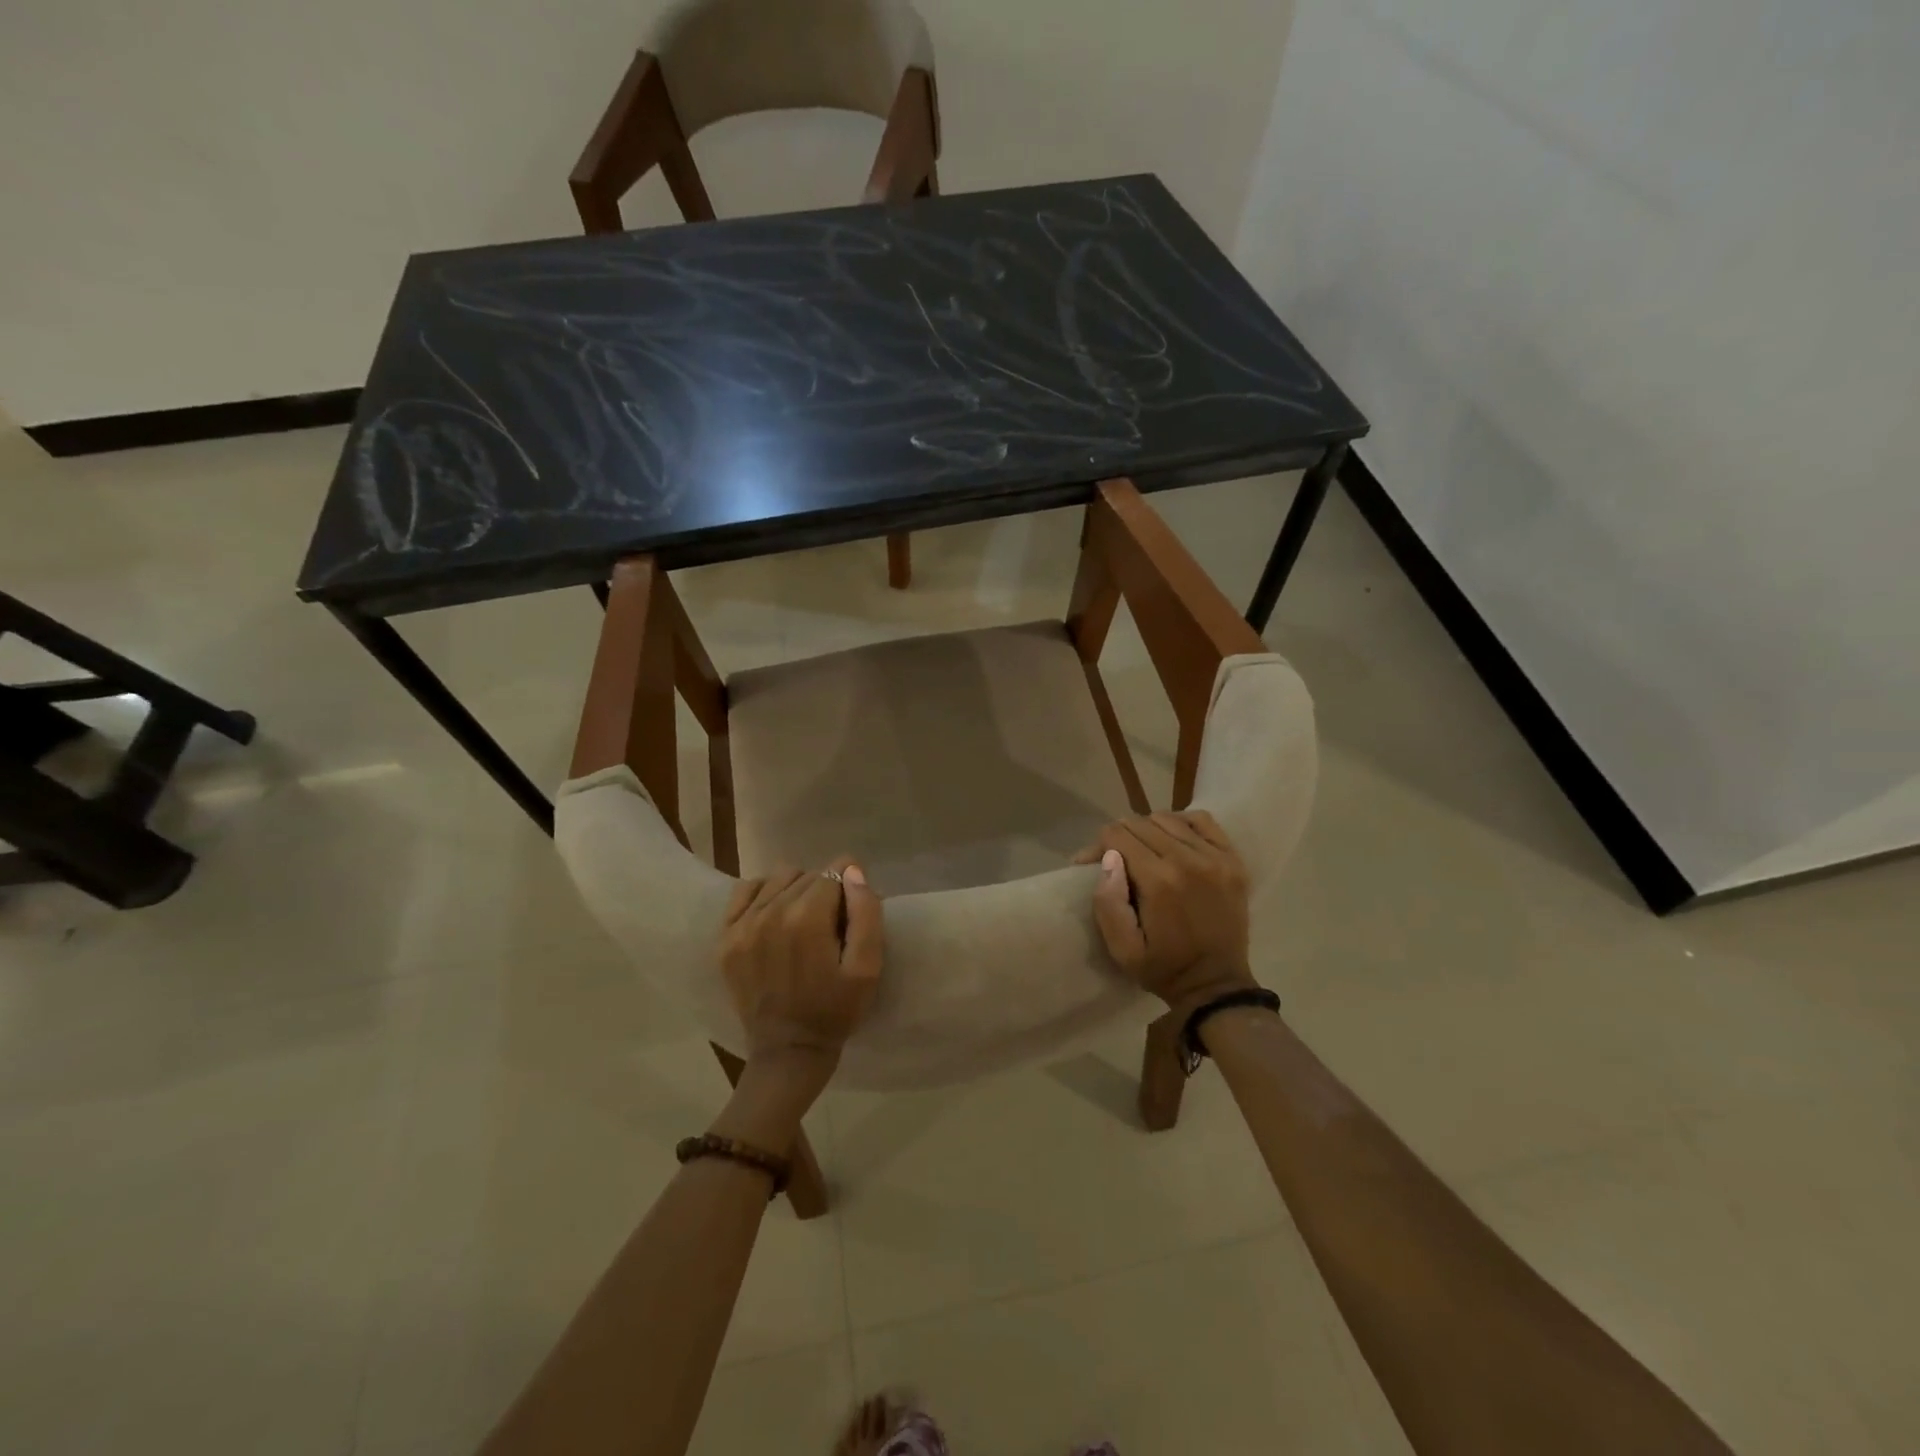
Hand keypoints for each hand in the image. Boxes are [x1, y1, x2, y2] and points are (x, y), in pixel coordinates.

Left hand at [719, 857, 882, 1089]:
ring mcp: (742, 924)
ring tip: (804, 922)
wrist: (787, 1051)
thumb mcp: (867, 968)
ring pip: (780, 878)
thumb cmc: (835, 1010)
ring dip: (797, 890)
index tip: (853, 914)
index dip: (851, 889)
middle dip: (827, 891)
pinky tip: (776, 915)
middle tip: (832, 925)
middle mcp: (770, 912)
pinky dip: (765, 893)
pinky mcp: (725, 937)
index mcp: (806, 918)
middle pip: (809, 875)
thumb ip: (866, 913)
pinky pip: (746, 890)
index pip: (836, 872)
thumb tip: (852, 871)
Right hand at [1073, 812, 1257, 1013]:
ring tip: (1144, 850)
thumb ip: (1108, 903)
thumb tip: (1109, 858)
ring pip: (1168, 818)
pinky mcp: (1233, 860)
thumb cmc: (1163, 968)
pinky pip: (1202, 820)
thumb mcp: (1122, 949)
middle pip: (1141, 823)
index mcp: (1159, 882)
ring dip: (1149, 829)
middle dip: (1120, 837)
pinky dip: (1182, 822)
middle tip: (1116, 859)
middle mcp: (1189, 860)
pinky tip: (1173, 839)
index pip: (1117, 835)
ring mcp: (1216, 857)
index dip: (1099, 846)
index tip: (1093, 862)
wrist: (1217, 985)